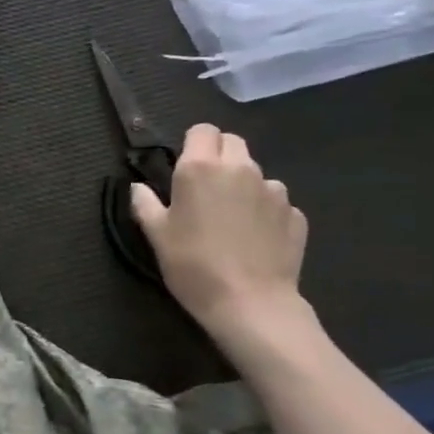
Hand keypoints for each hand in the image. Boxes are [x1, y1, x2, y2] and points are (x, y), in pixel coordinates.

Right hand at [130, 123, 309, 340]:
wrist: (250, 303)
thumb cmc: (192, 265)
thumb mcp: (156, 235)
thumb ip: (145, 204)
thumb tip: (138, 187)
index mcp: (200, 168)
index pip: (202, 130)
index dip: (192, 144)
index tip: (182, 167)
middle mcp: (240, 169)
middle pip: (233, 142)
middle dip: (218, 155)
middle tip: (204, 187)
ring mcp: (274, 190)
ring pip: (256, 172)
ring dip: (242, 184)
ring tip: (230, 218)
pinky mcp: (295, 214)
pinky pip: (275, 201)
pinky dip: (263, 211)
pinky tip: (253, 238)